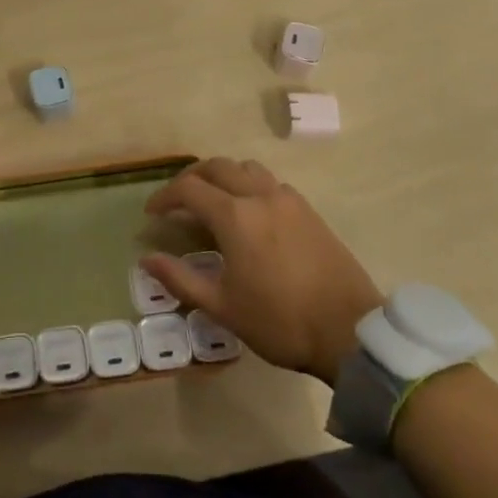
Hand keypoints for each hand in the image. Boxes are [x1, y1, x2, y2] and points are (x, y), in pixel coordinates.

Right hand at [142, 158, 382, 384]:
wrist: (350, 331)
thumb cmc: (280, 322)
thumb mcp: (223, 307)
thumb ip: (181, 279)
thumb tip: (147, 260)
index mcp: (235, 216)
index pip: (189, 188)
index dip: (165, 197)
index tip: (152, 213)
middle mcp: (260, 195)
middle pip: (217, 166)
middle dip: (191, 178)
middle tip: (177, 201)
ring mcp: (288, 199)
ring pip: (246, 168)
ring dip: (223, 176)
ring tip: (212, 201)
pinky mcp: (308, 210)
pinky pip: (270, 182)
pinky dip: (249, 185)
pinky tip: (249, 213)